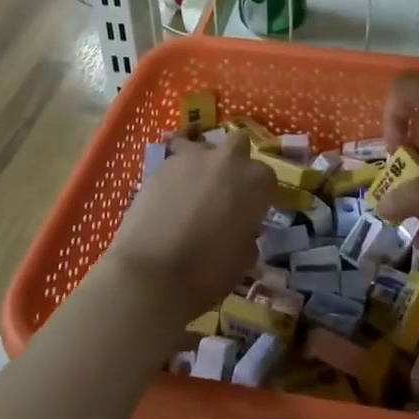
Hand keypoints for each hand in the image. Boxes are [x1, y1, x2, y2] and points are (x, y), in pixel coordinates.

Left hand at [102, 130, 274, 315]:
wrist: (151, 274)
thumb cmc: (208, 272)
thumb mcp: (244, 259)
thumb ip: (247, 233)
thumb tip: (238, 229)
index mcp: (256, 181)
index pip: (266, 177)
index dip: (259, 195)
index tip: (250, 212)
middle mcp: (227, 160)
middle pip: (239, 144)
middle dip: (235, 161)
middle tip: (225, 190)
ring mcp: (191, 158)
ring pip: (203, 147)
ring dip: (203, 164)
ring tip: (193, 192)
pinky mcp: (160, 166)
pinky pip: (175, 163)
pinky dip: (176, 177)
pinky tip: (168, 200)